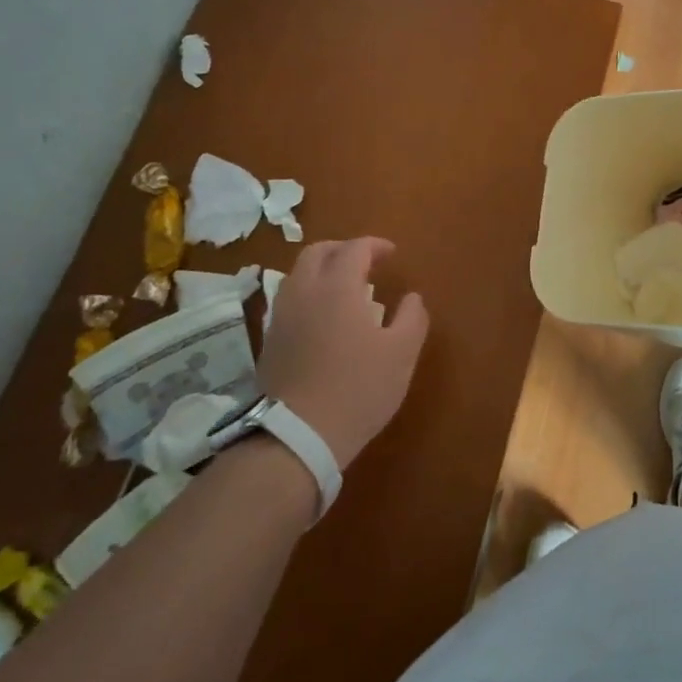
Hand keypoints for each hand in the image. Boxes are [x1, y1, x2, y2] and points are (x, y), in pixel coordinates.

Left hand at [259, 238, 428, 469]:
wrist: (297, 436)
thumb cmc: (358, 389)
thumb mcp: (402, 354)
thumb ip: (412, 318)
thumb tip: (412, 298)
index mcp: (338, 286)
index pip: (354, 249)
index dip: (375, 245)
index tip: (392, 254)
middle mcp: (304, 291)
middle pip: (317, 252)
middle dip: (342, 250)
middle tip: (365, 262)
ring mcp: (281, 316)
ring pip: (297, 275)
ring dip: (322, 271)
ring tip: (344, 289)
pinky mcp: (269, 341)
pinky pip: (289, 300)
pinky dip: (308, 294)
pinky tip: (323, 318)